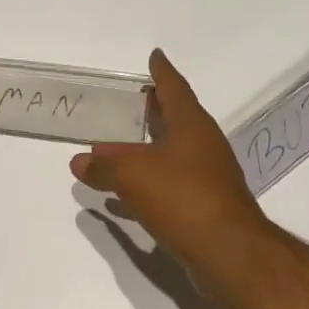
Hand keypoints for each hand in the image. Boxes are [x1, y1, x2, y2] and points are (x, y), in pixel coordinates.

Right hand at [70, 49, 269, 269]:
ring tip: (113, 150)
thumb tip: (79, 161)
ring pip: (170, 154)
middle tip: (130, 102)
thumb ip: (104, 166)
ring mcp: (207, 177)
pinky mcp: (204, 206)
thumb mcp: (133, 175)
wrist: (228, 252)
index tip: (154, 56)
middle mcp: (203, 145)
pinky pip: (170, 184)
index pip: (174, 88)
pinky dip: (148, 183)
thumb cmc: (182, 197)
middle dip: (152, 111)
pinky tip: (124, 197)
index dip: (162, 72)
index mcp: (191, 125)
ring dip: (144, 151)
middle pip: (174, 120)